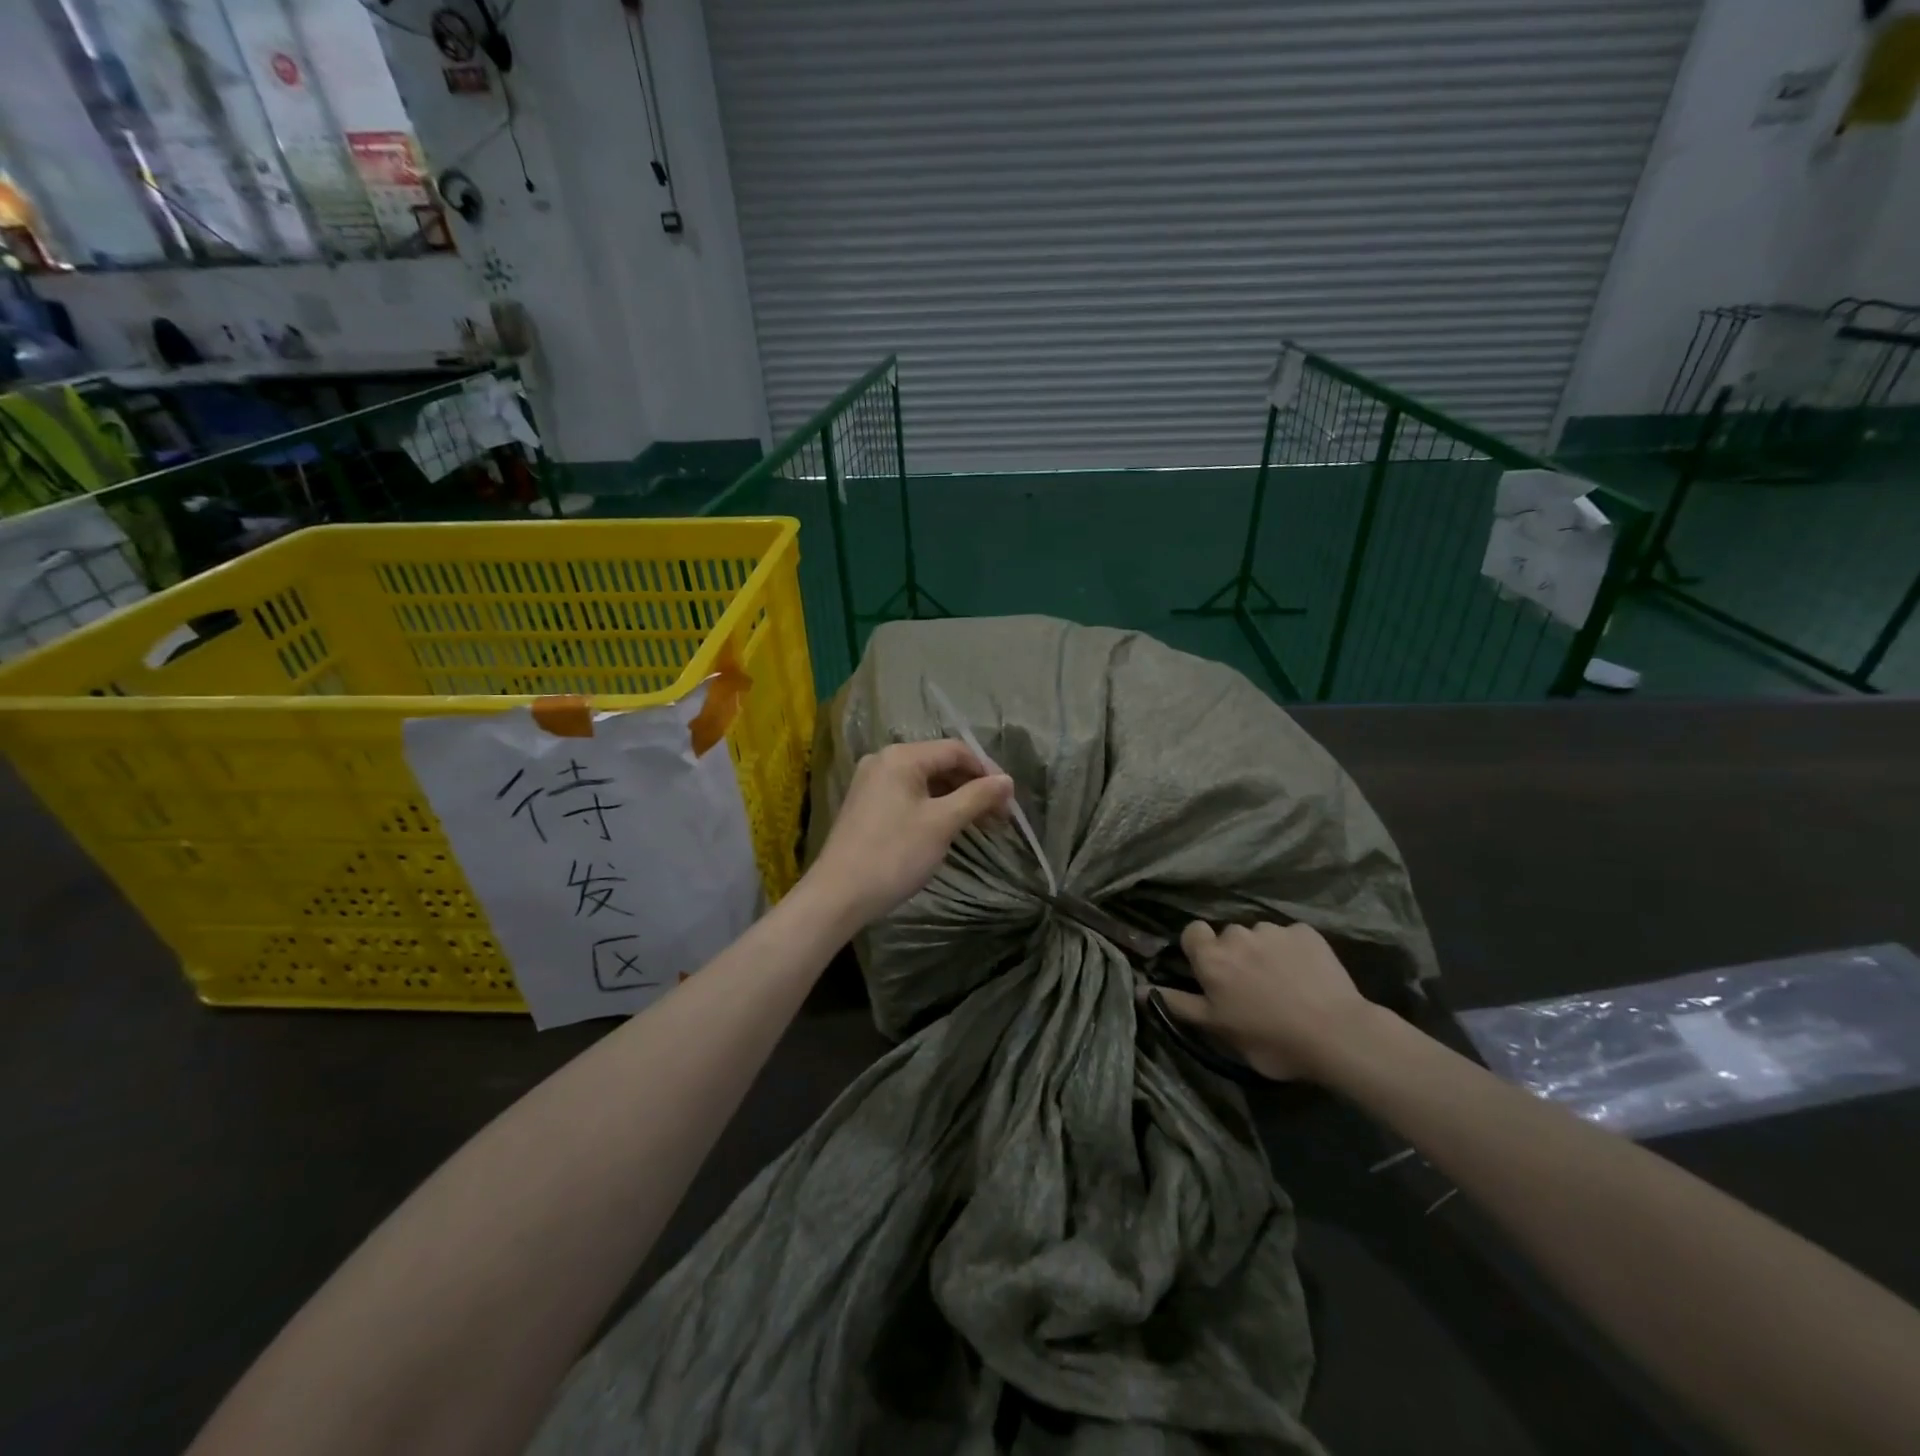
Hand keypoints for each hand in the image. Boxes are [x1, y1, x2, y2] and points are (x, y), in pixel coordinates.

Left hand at [805, 739, 1014, 926]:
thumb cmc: (894, 854)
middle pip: (939, 763)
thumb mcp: (942, 824)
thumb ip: (977, 797)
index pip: (955, 750)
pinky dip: (933, 806)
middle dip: (972, 786)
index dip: (986, 771)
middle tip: (999, 816)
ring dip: (955, 798)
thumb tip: (1007, 780)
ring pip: (925, 781)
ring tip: (980, 824)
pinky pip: (908, 795)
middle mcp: (884, 760)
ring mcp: (871, 783)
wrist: (838, 895)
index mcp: (901, 757)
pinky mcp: (866, 805)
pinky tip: (949, 827)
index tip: (1009, 800)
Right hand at [1153, 921, 1379, 1080]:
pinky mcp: (1307, 933)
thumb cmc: (1270, 1038)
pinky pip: (1291, 937)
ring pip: (1260, 936)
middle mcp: (1237, 935)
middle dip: (1235, 954)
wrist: (1337, 1034)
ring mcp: (1274, 931)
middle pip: (1227, 936)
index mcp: (1212, 958)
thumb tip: (1139, 988)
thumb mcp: (1218, 1029)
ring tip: (1284, 982)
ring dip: (1264, 952)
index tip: (1212, 974)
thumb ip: (1179, 1005)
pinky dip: (1294, 951)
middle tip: (1251, 987)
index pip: (1192, 933)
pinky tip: (1307, 976)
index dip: (1200, 950)